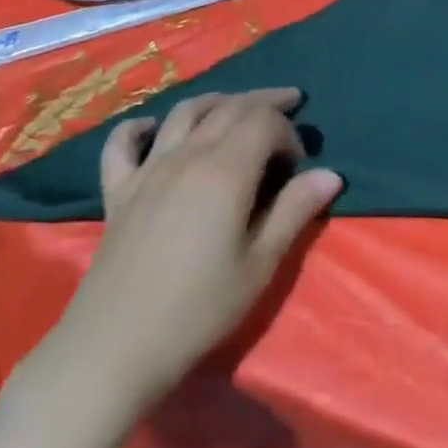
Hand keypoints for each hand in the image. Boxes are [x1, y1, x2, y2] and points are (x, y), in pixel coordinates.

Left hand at [50, 88, 341, 411]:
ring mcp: (148, 168)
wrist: (116, 347)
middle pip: (230, 106)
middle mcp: (188, 154)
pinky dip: (139, 127)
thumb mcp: (259, 266)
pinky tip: (153, 129)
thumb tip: (330, 174)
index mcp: (226, 169)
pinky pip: (123, 142)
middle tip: (289, 102)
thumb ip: (294, 212)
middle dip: (264, 101)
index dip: (289, 132)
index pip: (265, 121)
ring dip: (216, 101)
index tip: (299, 165)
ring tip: (236, 106)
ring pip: (185, 111)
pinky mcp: (118, 189)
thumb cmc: (198, 309)